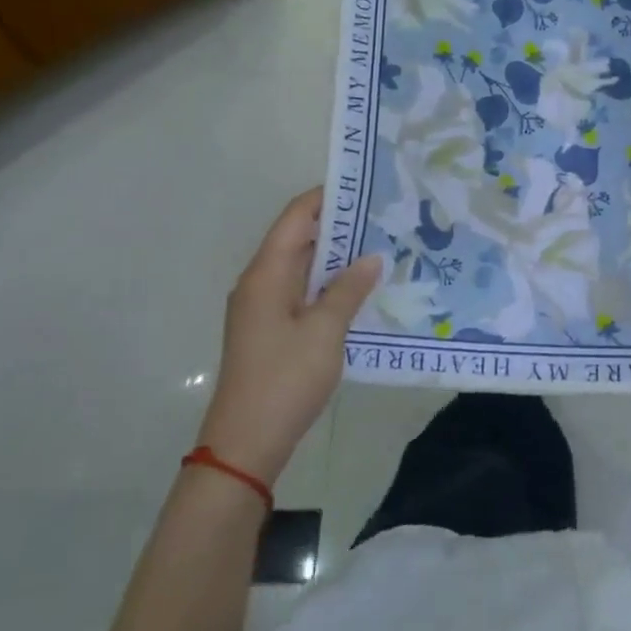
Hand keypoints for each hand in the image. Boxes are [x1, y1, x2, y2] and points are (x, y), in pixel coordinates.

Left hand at [198, 188, 380, 485]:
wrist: (245, 443)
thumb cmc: (285, 379)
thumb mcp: (325, 331)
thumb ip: (349, 289)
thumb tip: (372, 257)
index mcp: (266, 273)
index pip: (296, 216)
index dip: (327, 197)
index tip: (365, 187)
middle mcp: (260, 282)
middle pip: (299, 239)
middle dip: (340, 226)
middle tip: (385, 217)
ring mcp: (264, 308)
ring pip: (303, 267)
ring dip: (337, 257)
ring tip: (382, 247)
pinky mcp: (271, 330)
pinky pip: (303, 292)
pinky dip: (329, 284)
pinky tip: (361, 289)